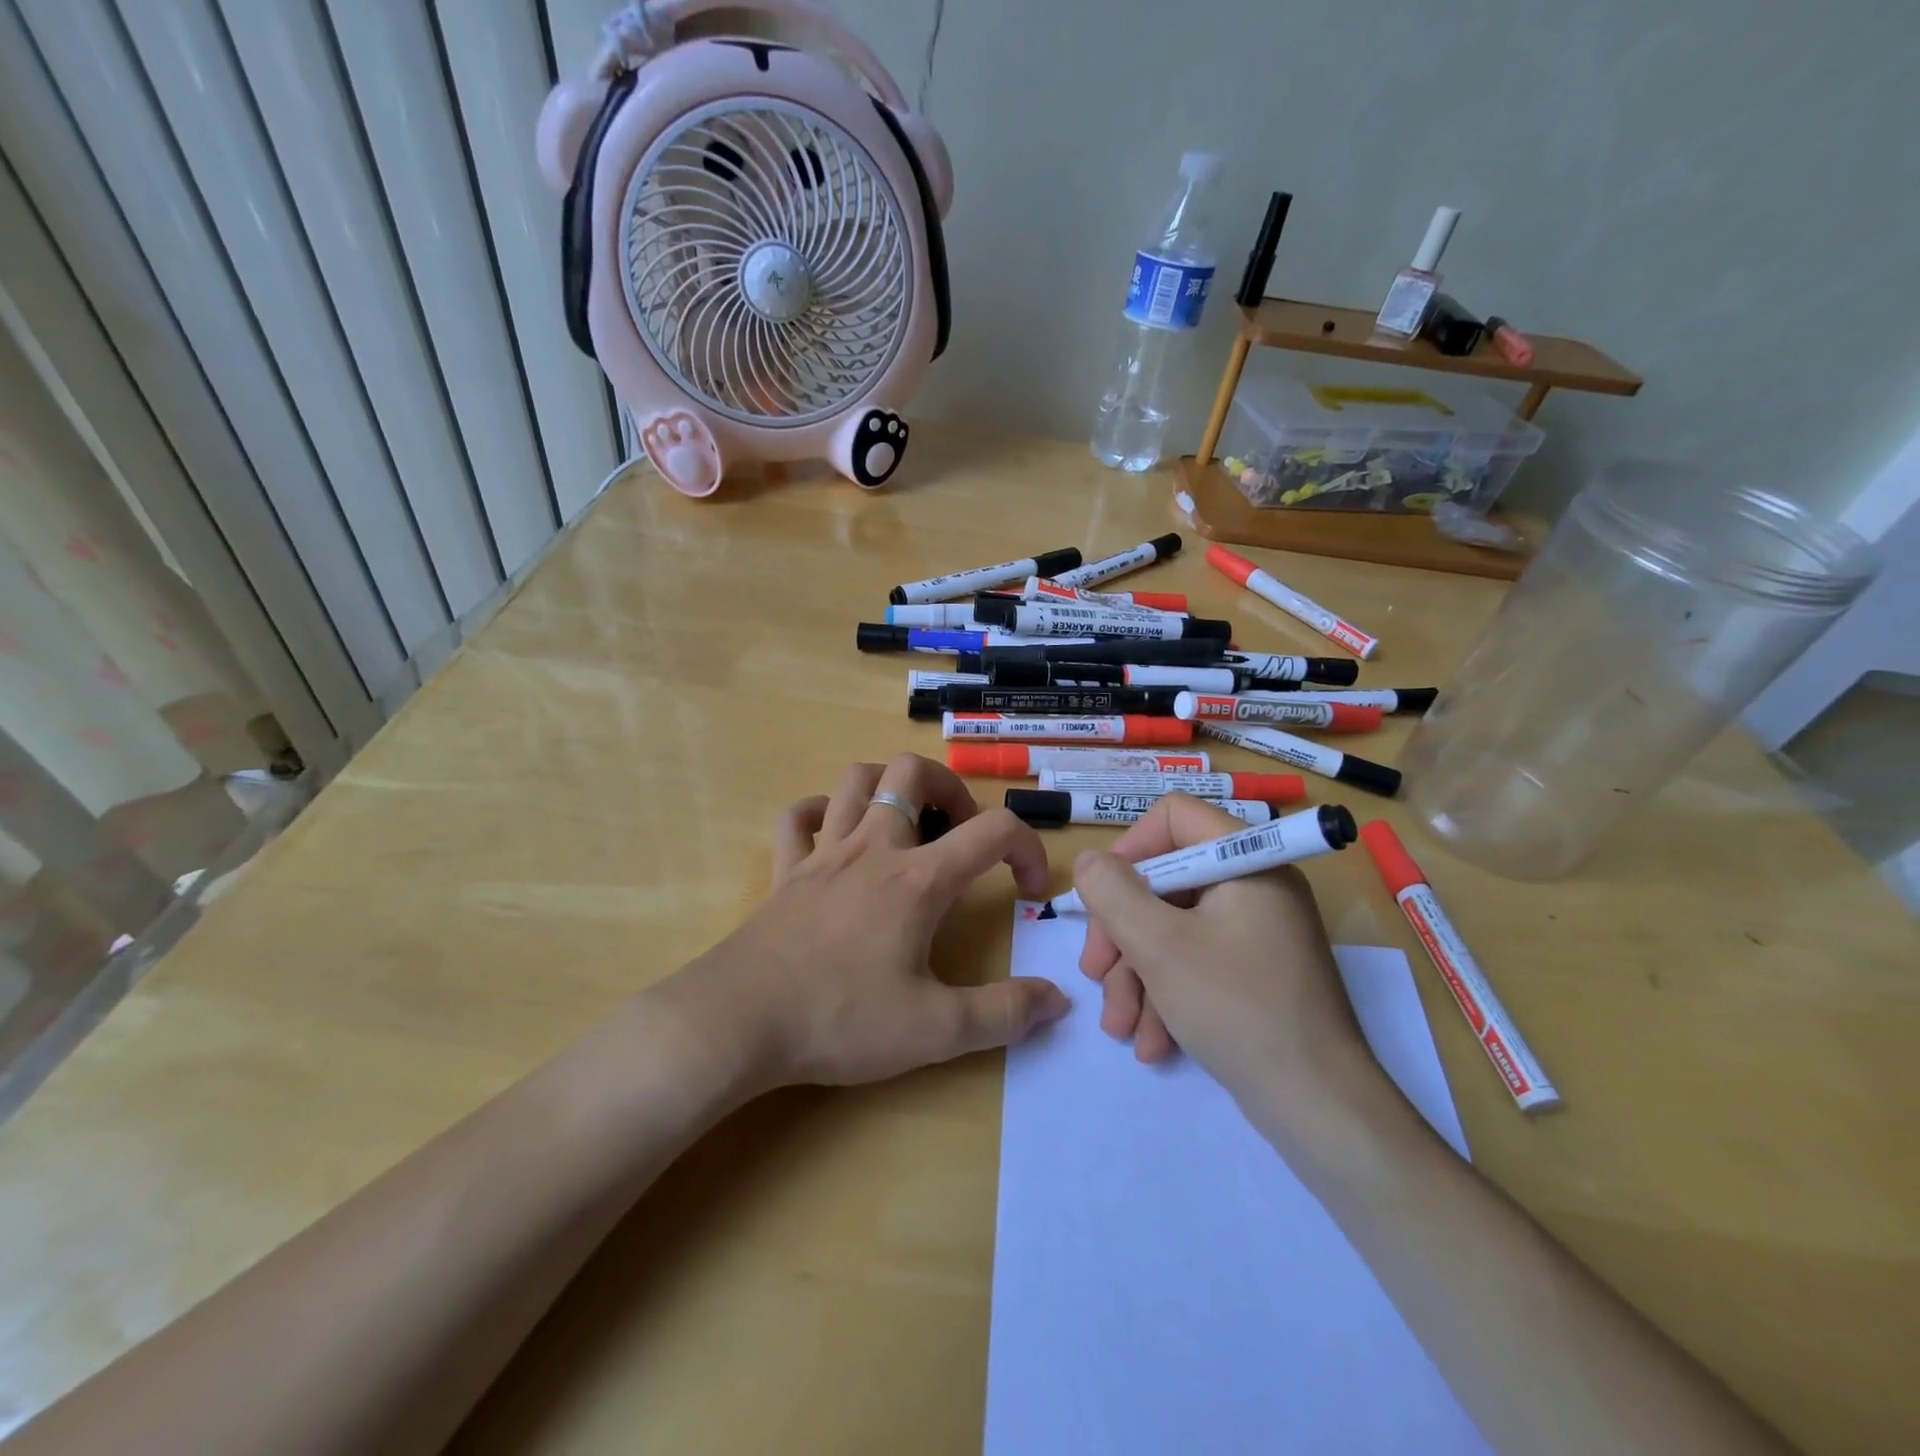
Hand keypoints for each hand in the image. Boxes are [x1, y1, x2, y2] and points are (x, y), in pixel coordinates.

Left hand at [666, 754, 1069, 1090]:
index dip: (1029, 849)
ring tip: (908, 821)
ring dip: (889, 784)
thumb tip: (1058, 1001)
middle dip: (951, 788)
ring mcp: (823, 853)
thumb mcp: (935, 1030)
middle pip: (914, 772)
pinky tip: (834, 834)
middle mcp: (874, 848)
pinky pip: (799, 817)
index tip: (1030, 890)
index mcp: (918, 878)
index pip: (994, 831)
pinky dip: (821, 812)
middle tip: (961, 832)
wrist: (738, 1021)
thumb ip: (1004, 1014)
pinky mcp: (785, 870)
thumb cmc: (840, 1019)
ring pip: (856, 779)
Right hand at [1072, 794, 1373, 1108]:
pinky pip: (1196, 963)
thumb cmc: (1236, 1008)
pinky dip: (1167, 995)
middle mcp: (1254, 886)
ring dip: (1137, 975)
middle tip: (1095, 973)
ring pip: (1174, 929)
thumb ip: (1112, 893)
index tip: (1102, 897)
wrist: (1318, 1108)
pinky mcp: (1254, 973)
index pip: (1174, 817)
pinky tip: (1152, 1043)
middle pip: (1165, 882)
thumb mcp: (1159, 945)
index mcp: (1246, 861)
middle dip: (1122, 933)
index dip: (1129, 850)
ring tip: (1120, 1027)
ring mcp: (1256, 932)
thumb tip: (1090, 861)